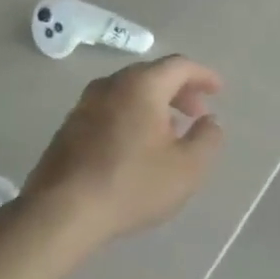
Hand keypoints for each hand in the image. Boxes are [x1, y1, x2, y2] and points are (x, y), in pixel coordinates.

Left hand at [23, 56, 224, 242]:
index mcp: (142, 85)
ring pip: (128, 93)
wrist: (61, 213)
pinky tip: (137, 146)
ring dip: (154, 105)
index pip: (179, 66)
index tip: (218, 90)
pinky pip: (110, 109)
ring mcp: (84, 105)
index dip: (203, 75)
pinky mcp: (69, 128)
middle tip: (197, 114)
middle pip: (152, 75)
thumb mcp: (187, 167)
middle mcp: (111, 85)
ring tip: (170, 132)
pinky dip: (131, 116)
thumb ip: (208, 138)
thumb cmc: (132, 185)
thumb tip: (210, 121)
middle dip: (179, 91)